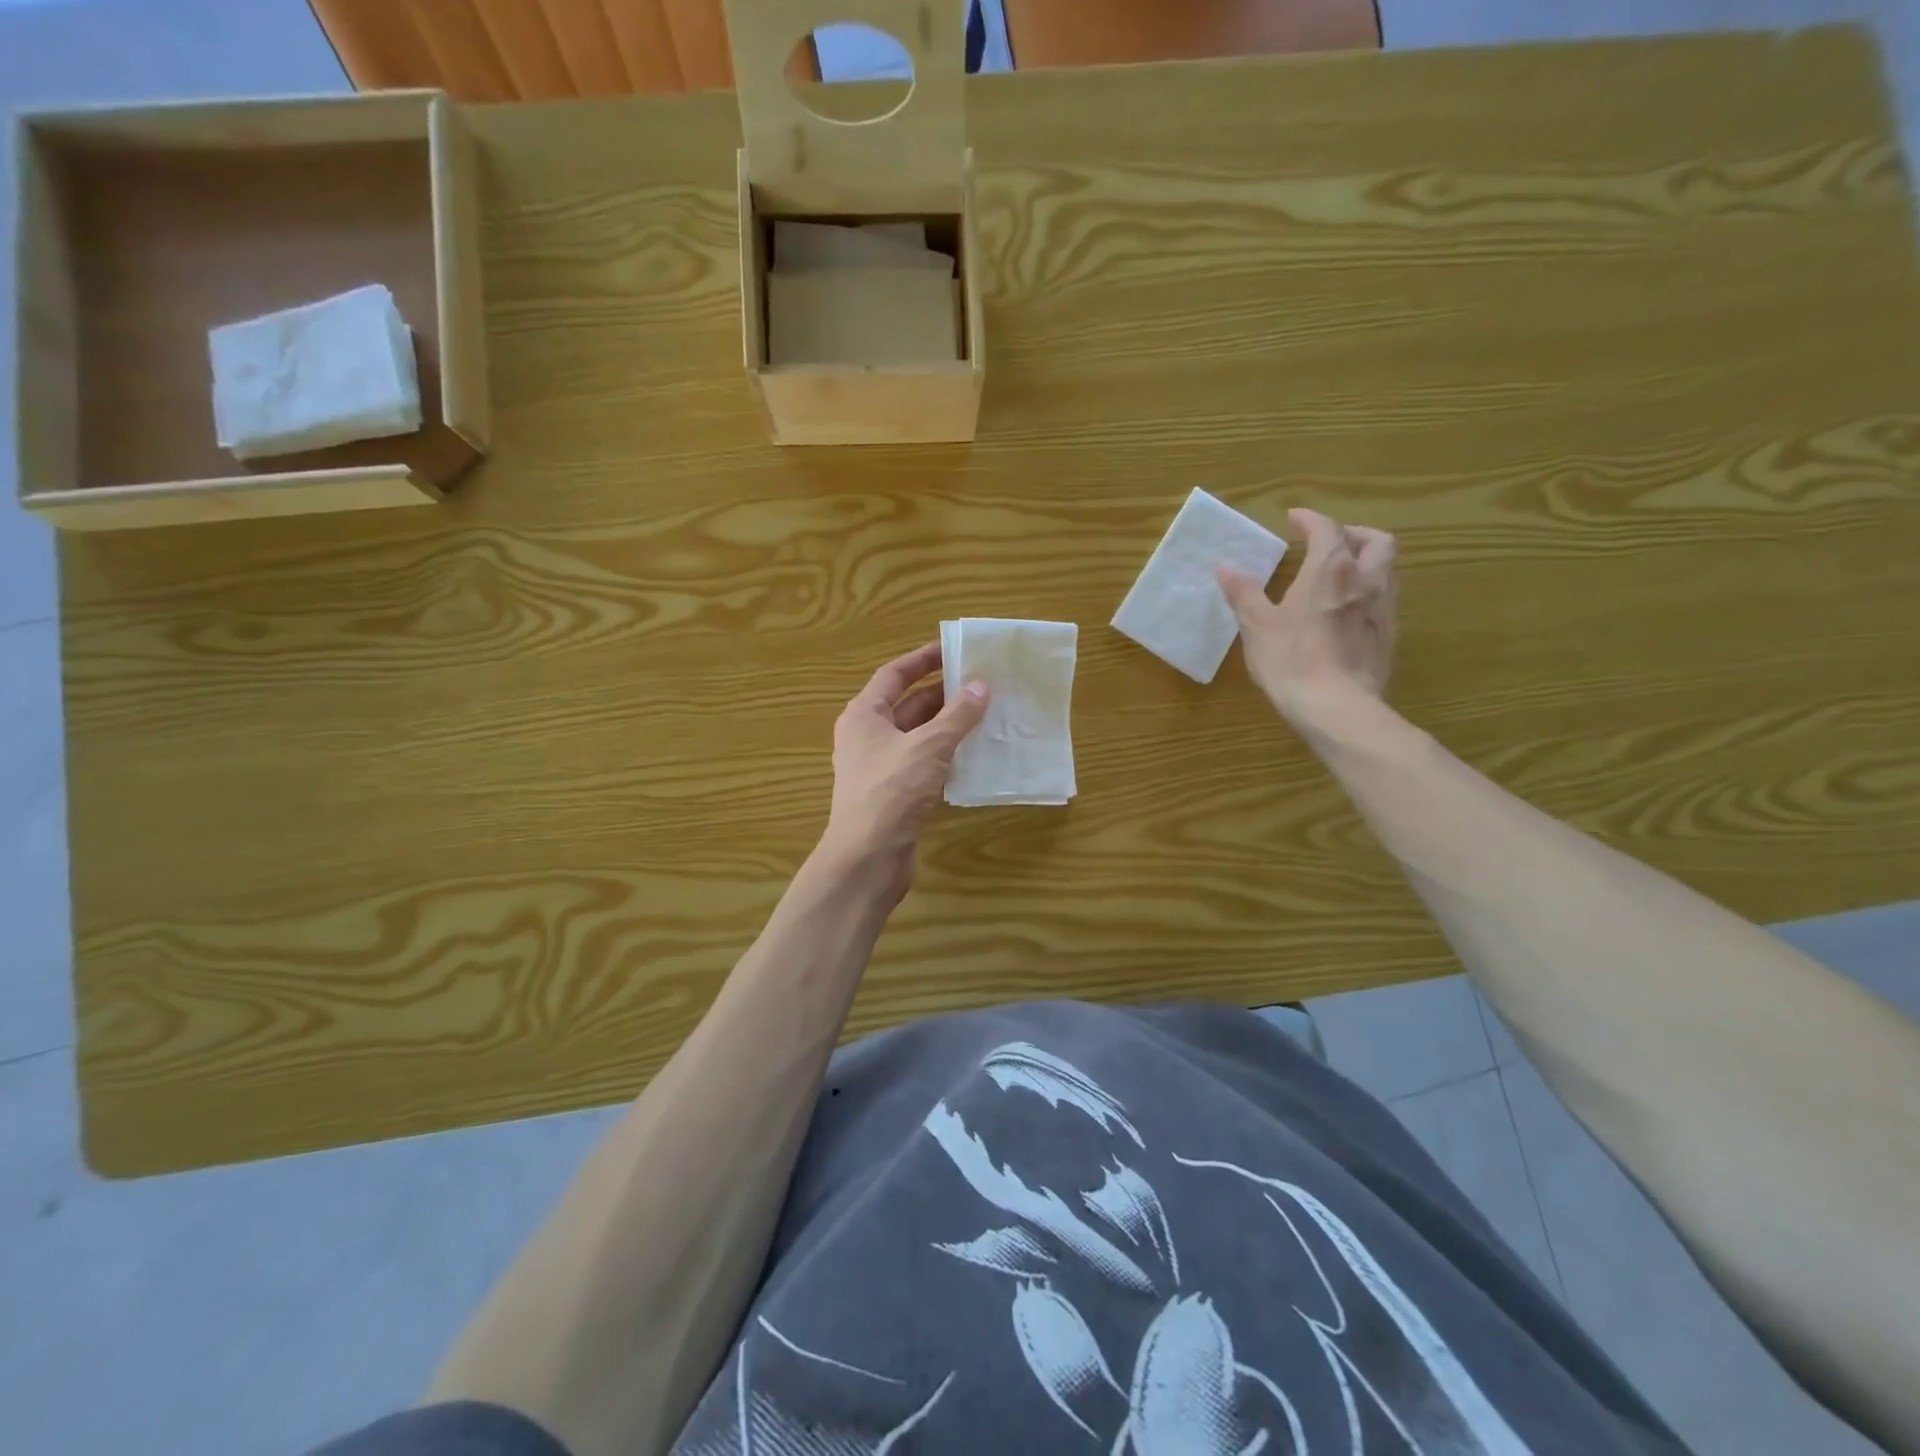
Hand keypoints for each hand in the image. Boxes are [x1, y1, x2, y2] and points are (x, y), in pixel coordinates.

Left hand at [819, 642, 989, 886]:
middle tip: (982, 684)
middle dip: (943, 694)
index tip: (954, 649)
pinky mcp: (894, 795)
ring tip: (986, 715)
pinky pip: (924, 765)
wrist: (868, 858)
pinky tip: (976, 755)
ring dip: (949, 727)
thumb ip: (957, 716)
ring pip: (919, 737)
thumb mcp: (929, 746)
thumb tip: (981, 687)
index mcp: (864, 715)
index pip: (894, 674)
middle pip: (908, 705)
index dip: (923, 659)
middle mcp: (868, 737)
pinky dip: (947, 757)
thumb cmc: (891, 791)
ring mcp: (880, 767)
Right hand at [1217, 508, 1396, 729]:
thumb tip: (1225, 567)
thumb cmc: (1291, 660)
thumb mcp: (1257, 626)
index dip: (1310, 519)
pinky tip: (1348, 612)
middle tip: (1329, 543)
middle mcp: (1365, 580)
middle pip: (1375, 541)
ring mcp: (1383, 608)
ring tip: (1340, 575)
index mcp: (1330, 570)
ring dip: (1366, 562)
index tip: (1294, 519)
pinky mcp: (1389, 636)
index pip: (1327, 529)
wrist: (1336, 707)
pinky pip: (1385, 600)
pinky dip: (1369, 592)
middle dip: (1353, 534)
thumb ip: (1243, 593)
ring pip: (1387, 569)